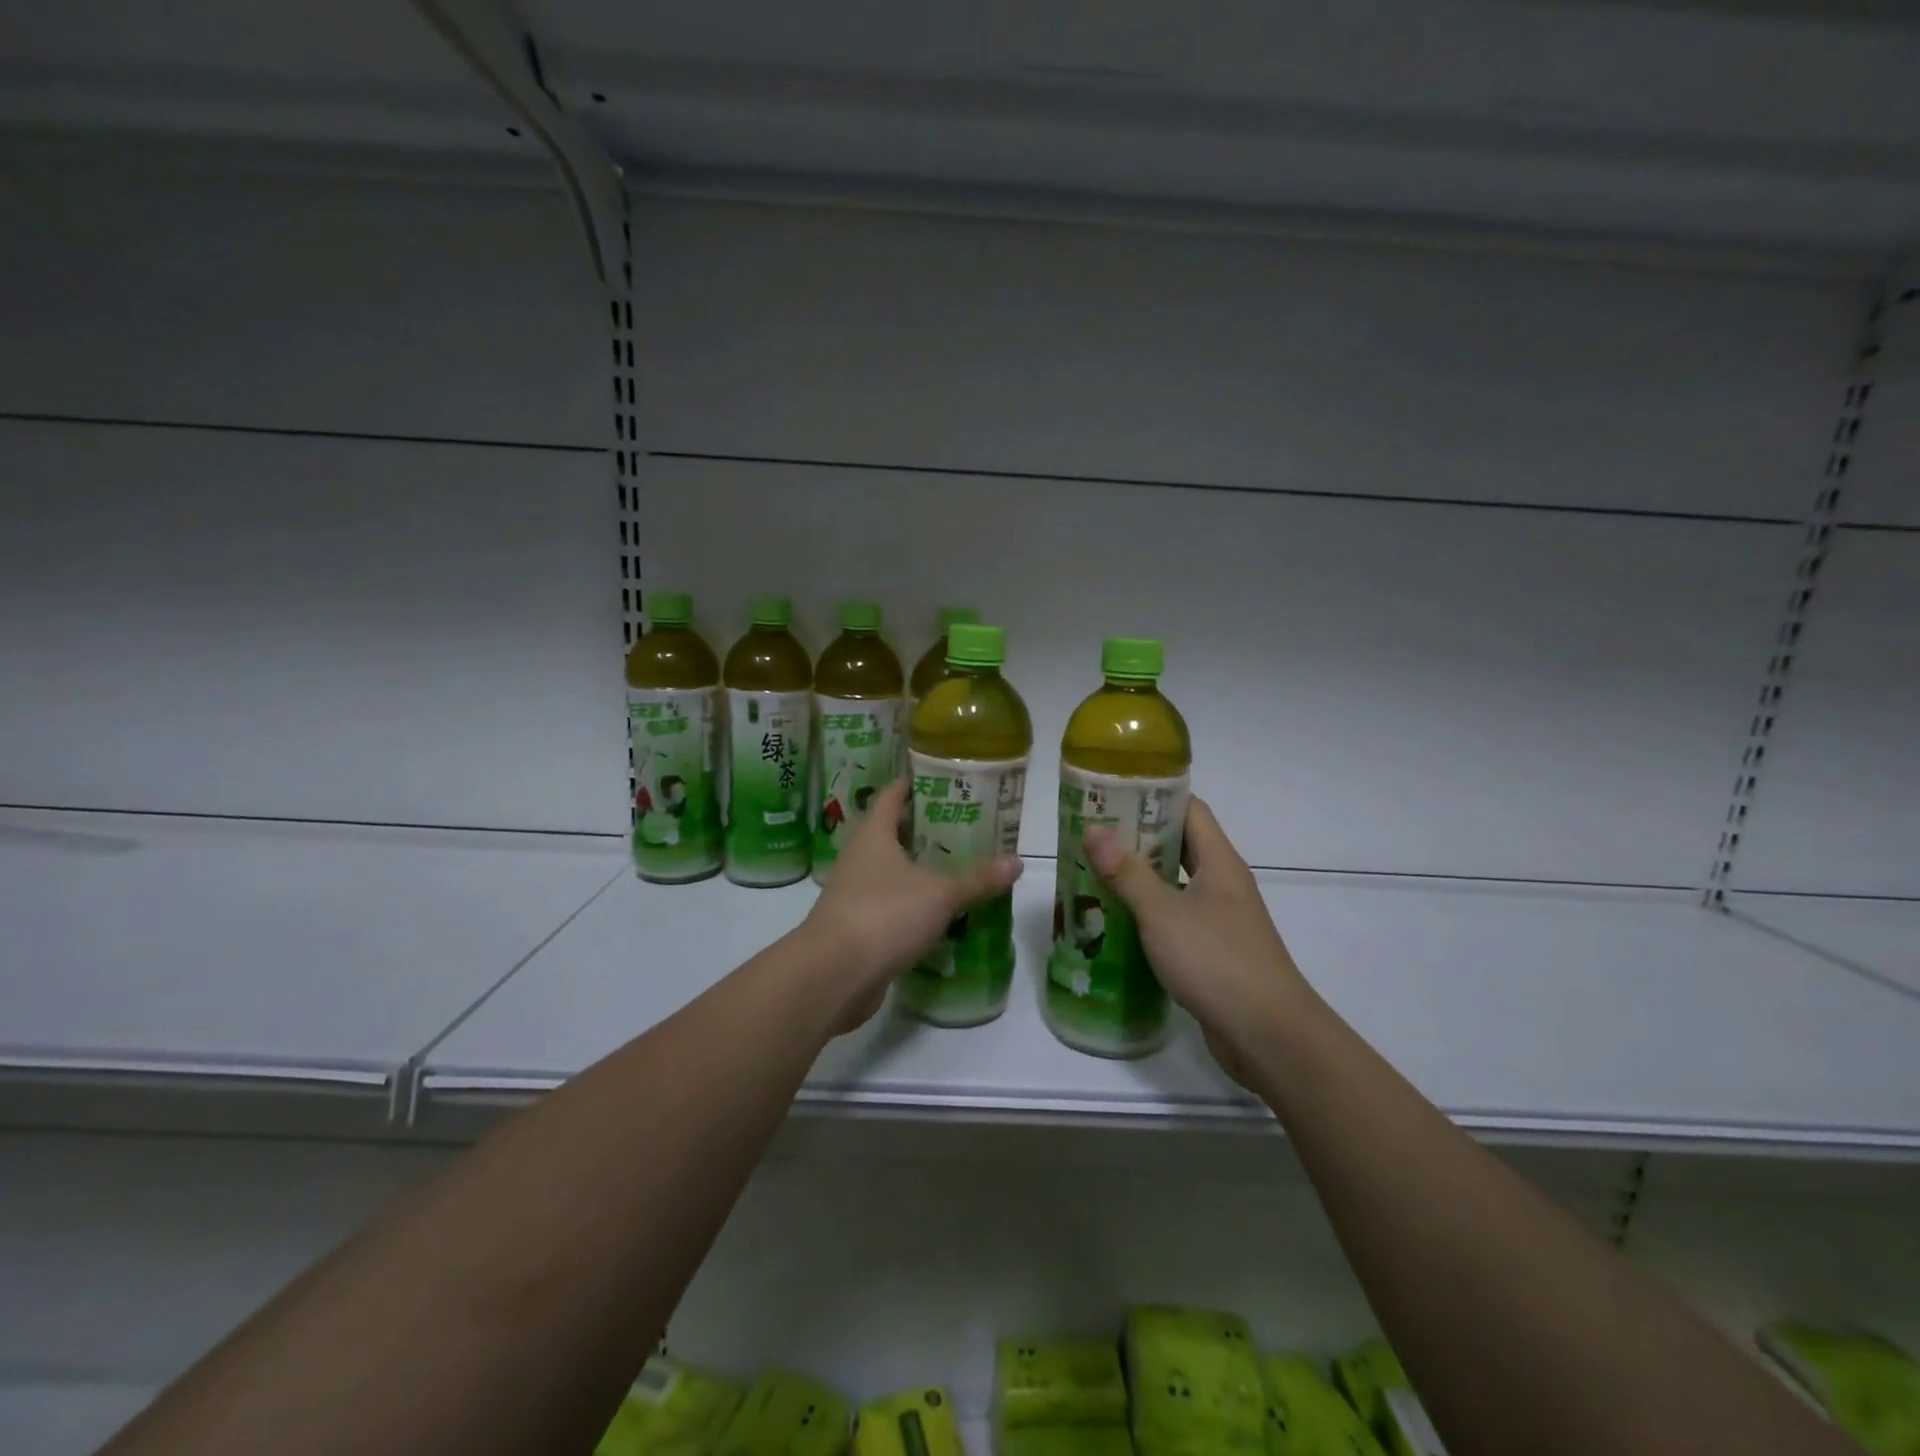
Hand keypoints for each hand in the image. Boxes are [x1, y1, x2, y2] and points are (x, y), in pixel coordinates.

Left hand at [801, 778, 1022, 1031]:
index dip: (916, 784)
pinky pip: (889, 903)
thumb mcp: (941, 894)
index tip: (944, 780)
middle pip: (893, 832)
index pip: (893, 795)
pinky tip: (938, 911)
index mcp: (874, 834)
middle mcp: (859, 857)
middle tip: (965, 825)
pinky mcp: (857, 925)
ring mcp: (855, 892)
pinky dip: (911, 902)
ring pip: (891, 869)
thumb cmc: (885, 914)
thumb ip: (978, 879)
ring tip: (958, 865)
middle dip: (926, 828)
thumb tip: (1018, 861)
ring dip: (919, 867)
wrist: (834, 975)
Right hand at [1085, 797, 1314, 1084]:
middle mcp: (1223, 884)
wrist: (1268, 1035)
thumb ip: (1128, 873)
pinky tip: (1117, 922)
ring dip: (1140, 878)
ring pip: (1176, 884)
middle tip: (1093, 835)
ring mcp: (1222, 919)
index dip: (1154, 796)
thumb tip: (1095, 829)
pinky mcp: (1215, 951)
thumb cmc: (1216, 961)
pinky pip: (1177, 918)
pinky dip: (1149, 913)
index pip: (1190, 810)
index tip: (1113, 793)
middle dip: (1138, 837)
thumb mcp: (1163, 913)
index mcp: (1219, 863)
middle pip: (1180, 845)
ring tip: (1095, 873)